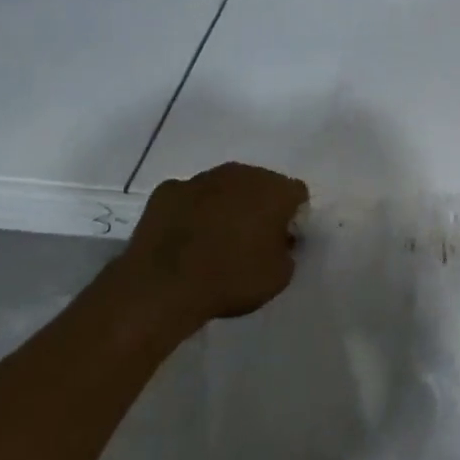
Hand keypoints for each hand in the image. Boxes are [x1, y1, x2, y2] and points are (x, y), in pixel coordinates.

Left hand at [126, 163, 308, 326]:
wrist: (163, 286)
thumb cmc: (231, 279)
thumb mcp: (279, 277)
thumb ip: (287, 251)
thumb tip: (279, 241)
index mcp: (275, 190)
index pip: (296, 194)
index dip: (292, 218)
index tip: (282, 242)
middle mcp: (241, 173)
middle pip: (259, 184)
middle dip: (258, 206)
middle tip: (249, 240)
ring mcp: (201, 178)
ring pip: (222, 187)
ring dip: (224, 206)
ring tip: (213, 241)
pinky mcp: (167, 190)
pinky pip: (188, 198)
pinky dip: (190, 212)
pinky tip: (183, 239)